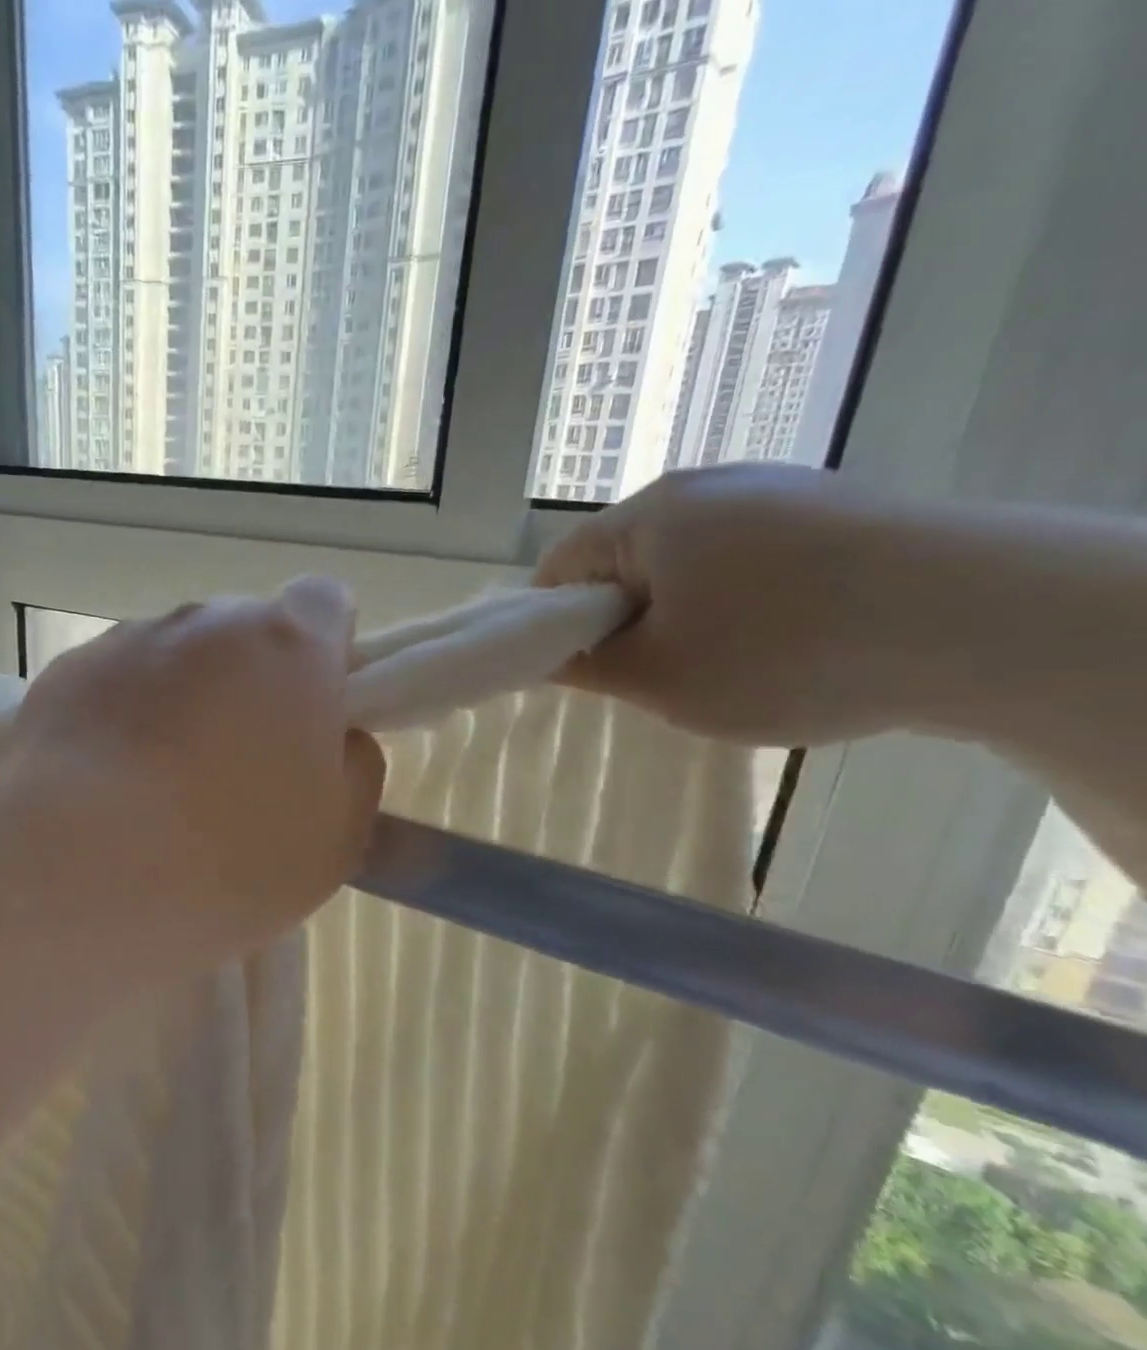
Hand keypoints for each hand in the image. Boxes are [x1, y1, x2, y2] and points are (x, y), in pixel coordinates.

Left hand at [0, 578, 385, 969]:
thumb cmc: (229, 858)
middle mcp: (207, 622)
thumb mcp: (337, 835)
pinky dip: (124, 714)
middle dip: (252, 681)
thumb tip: (335, 736)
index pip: (325, 603)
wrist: (77, 874)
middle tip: (238, 762)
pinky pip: (117, 681)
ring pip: (177, 657)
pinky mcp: (69, 672)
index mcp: (288, 646)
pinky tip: (108, 781)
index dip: (326, 652)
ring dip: (184, 697)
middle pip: (245, 633)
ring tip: (161, 781)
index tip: (312, 710)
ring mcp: (129, 640)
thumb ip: (354, 765)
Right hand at [534, 464, 912, 744]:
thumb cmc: (783, 651)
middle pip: (629, 560)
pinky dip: (750, 600)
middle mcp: (708, 485)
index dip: (553, 622)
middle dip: (627, 619)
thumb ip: (586, 665)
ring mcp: (781, 490)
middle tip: (656, 674)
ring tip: (732, 663)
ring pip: (693, 560)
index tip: (578, 669)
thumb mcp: (659, 677)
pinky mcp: (839, 509)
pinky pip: (756, 557)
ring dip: (689, 612)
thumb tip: (548, 654)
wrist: (988, 621)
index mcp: (650, 516)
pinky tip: (792, 639)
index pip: (562, 566)